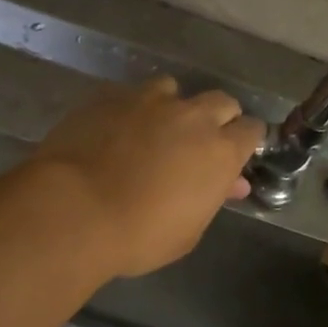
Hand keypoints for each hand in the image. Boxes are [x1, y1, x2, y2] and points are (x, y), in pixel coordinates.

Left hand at [32, 76, 265, 277]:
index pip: (252, 131)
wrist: (76, 210)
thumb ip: (212, 198)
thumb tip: (231, 182)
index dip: (245, 141)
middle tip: (198, 143)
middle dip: (217, 118)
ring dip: (172, 107)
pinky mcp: (110, 96)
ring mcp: (149, 101)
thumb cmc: (139, 236)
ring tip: (154, 130)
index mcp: (220, 152)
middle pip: (220, 102)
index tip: (234, 155)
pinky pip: (130, 94)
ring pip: (174, 89)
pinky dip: (131, 109)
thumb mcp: (188, 231)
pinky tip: (116, 129)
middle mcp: (192, 117)